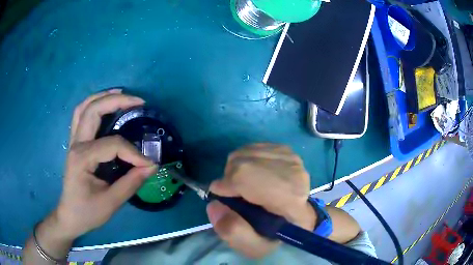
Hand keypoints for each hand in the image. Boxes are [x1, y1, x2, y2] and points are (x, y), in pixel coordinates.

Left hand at [54, 90, 156, 239]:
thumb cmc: (87, 212)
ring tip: (121, 94)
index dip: (134, 153)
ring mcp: (73, 141)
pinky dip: (93, 105)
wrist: (70, 216)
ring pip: (84, 107)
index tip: (149, 165)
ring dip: (102, 96)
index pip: (113, 145)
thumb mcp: (111, 202)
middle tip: (138, 102)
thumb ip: (131, 183)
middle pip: (94, 110)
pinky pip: (80, 116)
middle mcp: (76, 143)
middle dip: (117, 102)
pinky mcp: (75, 143)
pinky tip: (104, 104)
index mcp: (83, 158)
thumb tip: (152, 166)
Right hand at [207, 144, 315, 257]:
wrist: (298, 220)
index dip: (227, 185)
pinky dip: (245, 160)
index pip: (249, 177)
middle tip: (233, 194)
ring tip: (244, 186)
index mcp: (290, 200)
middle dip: (230, 178)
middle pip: (244, 161)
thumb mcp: (254, 247)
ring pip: (246, 152)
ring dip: (236, 169)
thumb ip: (233, 232)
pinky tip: (253, 175)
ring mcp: (292, 159)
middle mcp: (295, 173)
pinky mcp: (287, 151)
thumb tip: (215, 204)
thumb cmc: (277, 236)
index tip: (220, 196)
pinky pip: (253, 148)